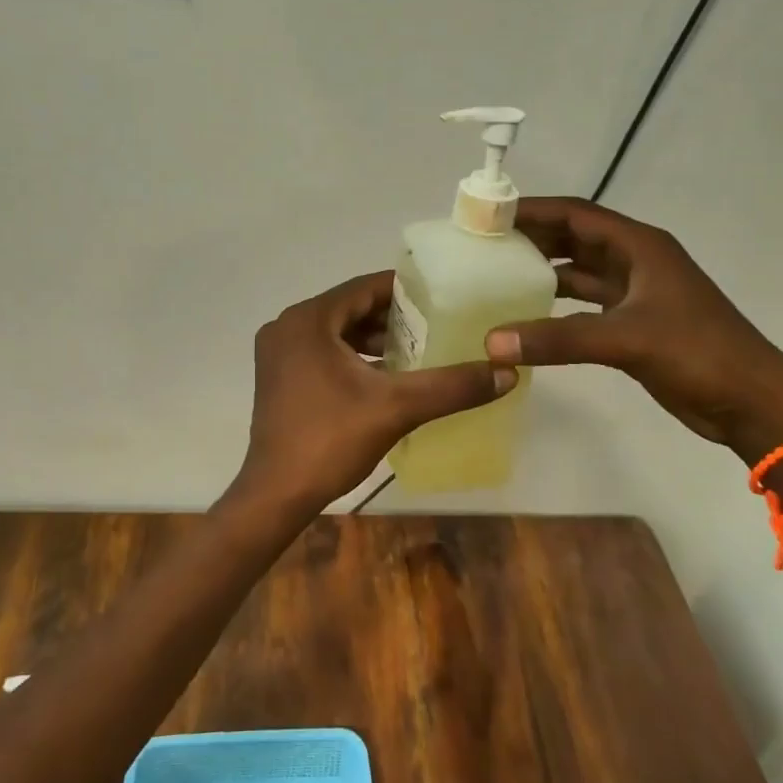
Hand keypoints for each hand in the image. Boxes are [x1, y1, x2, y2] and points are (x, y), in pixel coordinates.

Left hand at [233, 271, 513, 516]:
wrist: (276, 494)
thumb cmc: (331, 440)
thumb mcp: (398, 407)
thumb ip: (452, 386)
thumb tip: (506, 372)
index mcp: (308, 319)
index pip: (365, 288)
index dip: (405, 291)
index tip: (441, 298)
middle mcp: (287, 326)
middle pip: (350, 308)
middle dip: (391, 317)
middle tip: (434, 325)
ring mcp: (277, 352)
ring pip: (335, 331)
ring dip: (372, 338)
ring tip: (416, 349)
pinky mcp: (277, 376)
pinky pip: (321, 351)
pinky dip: (351, 356)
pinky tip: (383, 374)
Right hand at [482, 197, 782, 456]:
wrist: (752, 402)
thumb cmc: (698, 353)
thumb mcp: (625, 339)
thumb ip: (557, 338)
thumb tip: (492, 343)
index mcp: (640, 246)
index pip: (576, 214)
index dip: (533, 210)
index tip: (490, 214)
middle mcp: (636, 261)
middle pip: (575, 238)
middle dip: (533, 237)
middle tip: (484, 244)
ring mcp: (636, 293)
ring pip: (580, 272)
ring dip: (543, 271)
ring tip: (497, 275)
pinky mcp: (634, 324)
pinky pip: (585, 304)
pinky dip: (557, 306)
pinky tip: (527, 315)